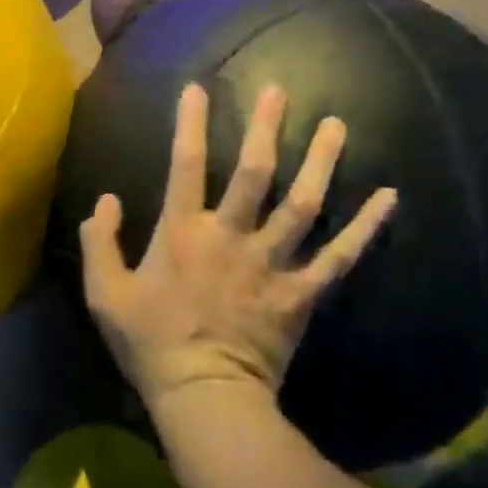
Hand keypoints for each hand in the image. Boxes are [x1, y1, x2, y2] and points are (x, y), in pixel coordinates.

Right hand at [80, 83, 396, 411]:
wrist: (205, 399)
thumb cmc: (151, 344)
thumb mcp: (105, 296)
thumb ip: (99, 244)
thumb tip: (105, 201)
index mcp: (183, 233)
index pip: (186, 166)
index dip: (190, 124)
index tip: (198, 88)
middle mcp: (232, 237)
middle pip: (255, 172)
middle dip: (266, 128)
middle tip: (280, 90)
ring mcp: (272, 263)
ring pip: (302, 203)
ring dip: (321, 162)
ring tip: (337, 124)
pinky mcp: (301, 292)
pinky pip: (339, 256)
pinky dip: (364, 228)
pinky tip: (388, 198)